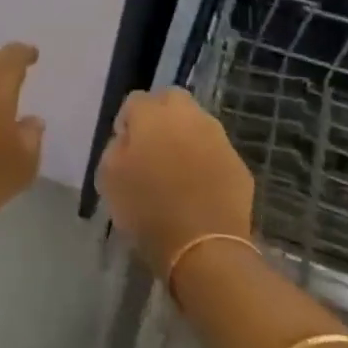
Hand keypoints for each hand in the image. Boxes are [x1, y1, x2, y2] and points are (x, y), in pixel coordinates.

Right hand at [97, 87, 254, 272]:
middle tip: (151, 147)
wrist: (203, 247)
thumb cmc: (147, 209)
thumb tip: (128, 138)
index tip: (125, 147)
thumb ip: (116, 147)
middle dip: (160, 115)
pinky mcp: (238, 163)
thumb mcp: (109, 178)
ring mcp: (218, 138)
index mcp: (153, 115)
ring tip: (176, 168)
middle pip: (172, 99)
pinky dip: (205, 160)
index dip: (127, 122)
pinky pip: (215, 151)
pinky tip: (198, 187)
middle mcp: (188, 116)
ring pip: (197, 123)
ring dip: (185, 136)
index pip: (135, 101)